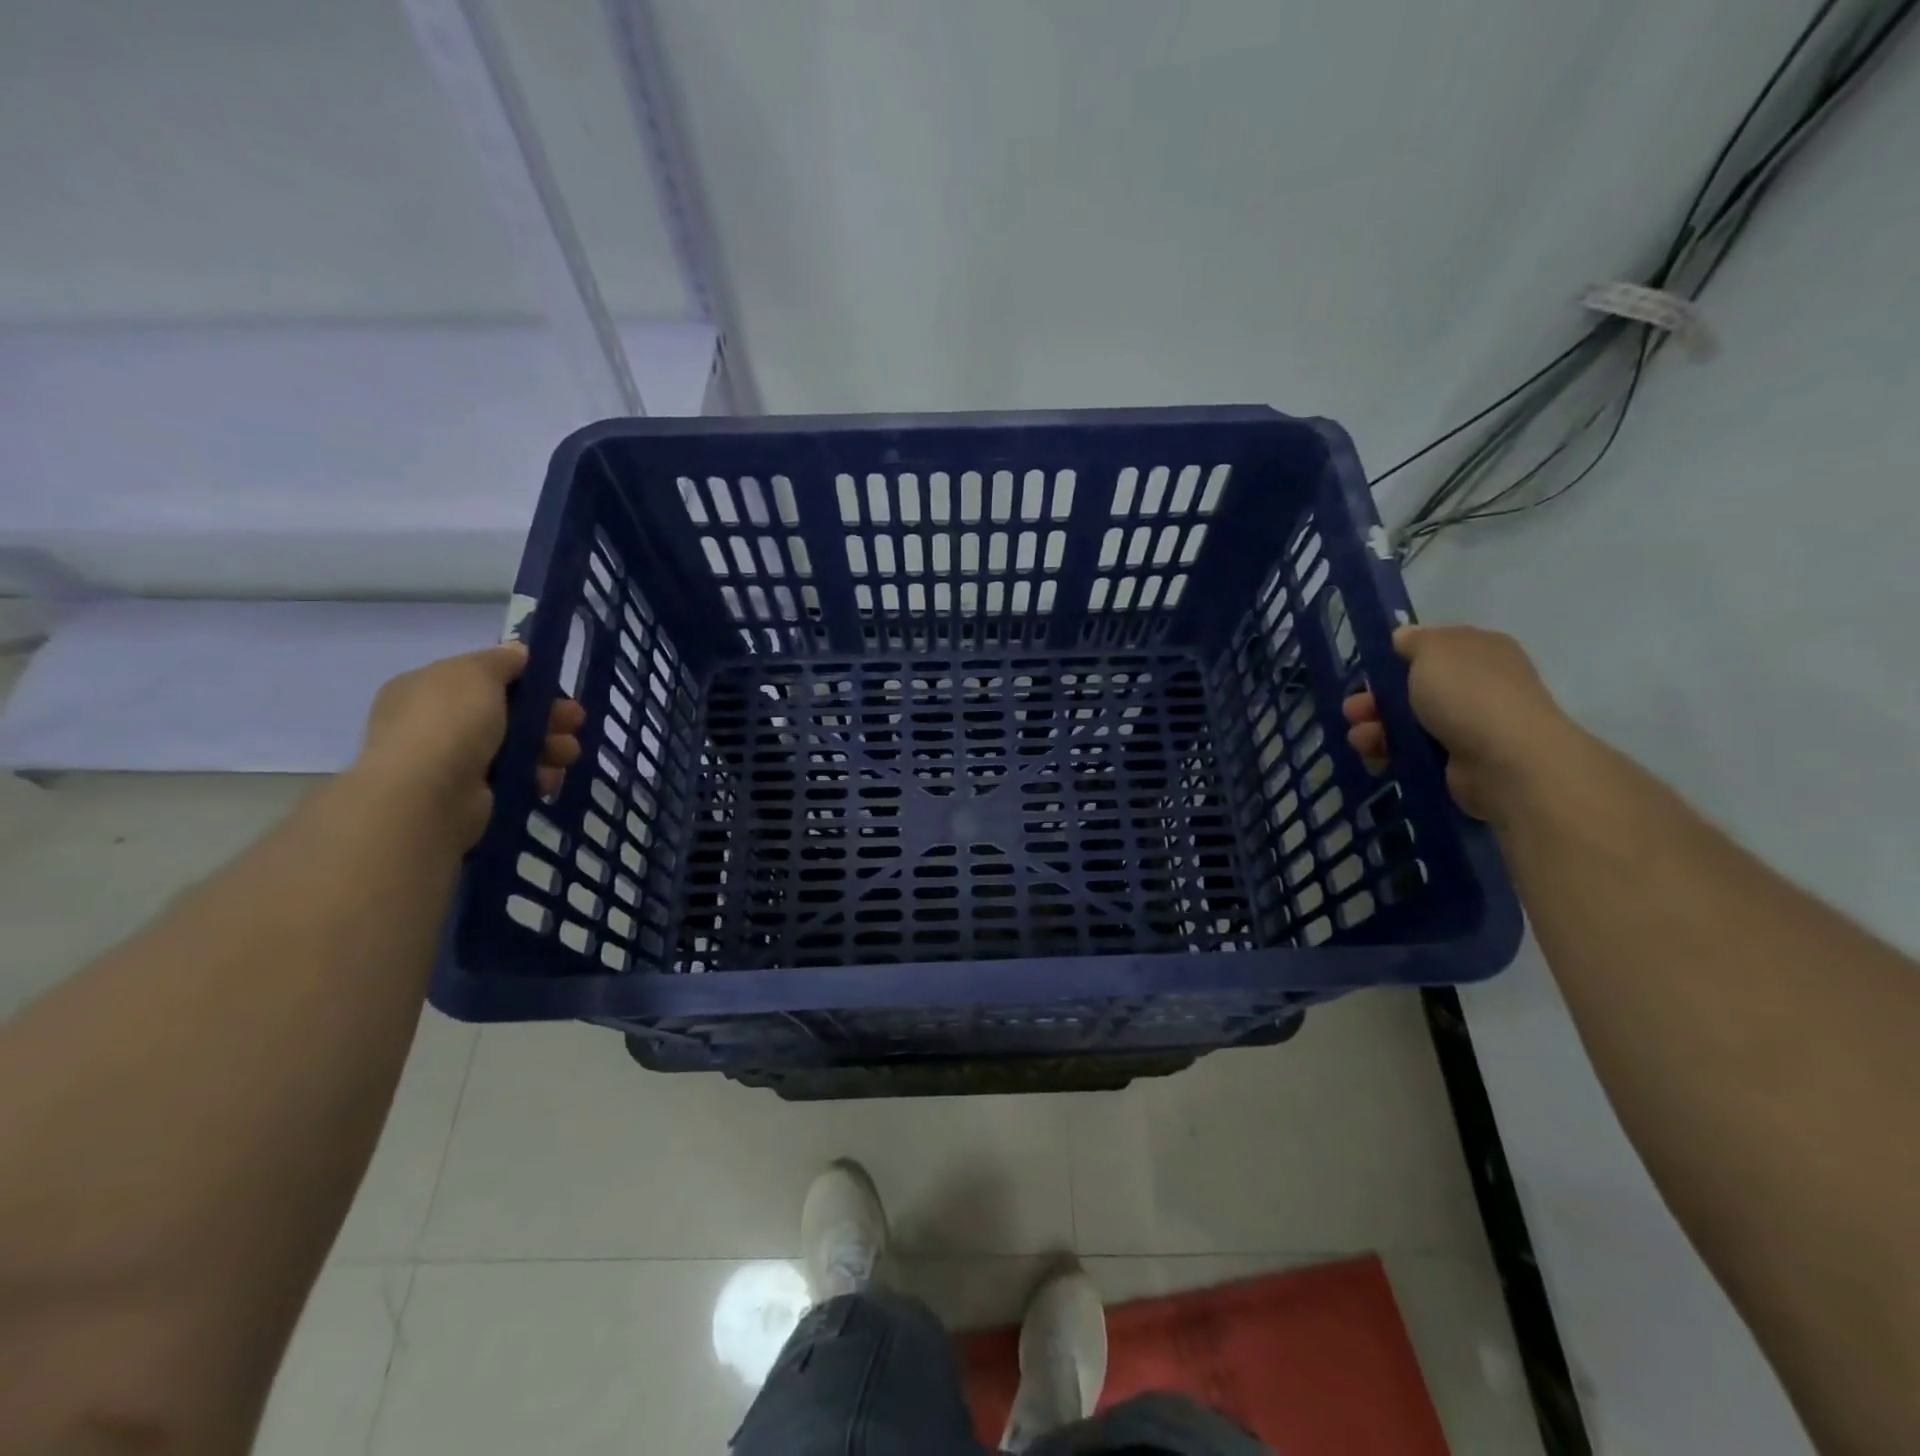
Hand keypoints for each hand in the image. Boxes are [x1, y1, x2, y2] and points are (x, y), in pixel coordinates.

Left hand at [354, 643, 584, 847]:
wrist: (428, 795)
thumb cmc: (449, 722)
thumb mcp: (477, 672)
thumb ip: (502, 660)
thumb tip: (518, 652)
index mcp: (426, 688)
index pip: (482, 678)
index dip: (523, 681)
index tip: (555, 687)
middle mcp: (436, 723)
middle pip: (507, 713)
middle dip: (547, 715)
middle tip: (575, 720)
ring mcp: (453, 762)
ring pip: (517, 747)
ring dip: (550, 746)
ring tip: (567, 754)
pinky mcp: (473, 796)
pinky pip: (515, 779)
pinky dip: (537, 776)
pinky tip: (547, 779)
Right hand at [1343, 624, 1580, 823]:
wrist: (1506, 762)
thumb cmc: (1468, 694)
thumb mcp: (1434, 649)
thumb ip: (1413, 640)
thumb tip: (1403, 637)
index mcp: (1479, 651)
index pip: (1431, 649)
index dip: (1396, 659)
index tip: (1368, 673)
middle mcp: (1477, 686)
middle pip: (1412, 689)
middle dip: (1375, 700)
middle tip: (1353, 711)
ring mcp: (1469, 726)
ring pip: (1407, 723)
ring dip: (1375, 729)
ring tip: (1360, 740)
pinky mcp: (1458, 762)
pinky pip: (1413, 754)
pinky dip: (1389, 755)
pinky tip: (1374, 759)